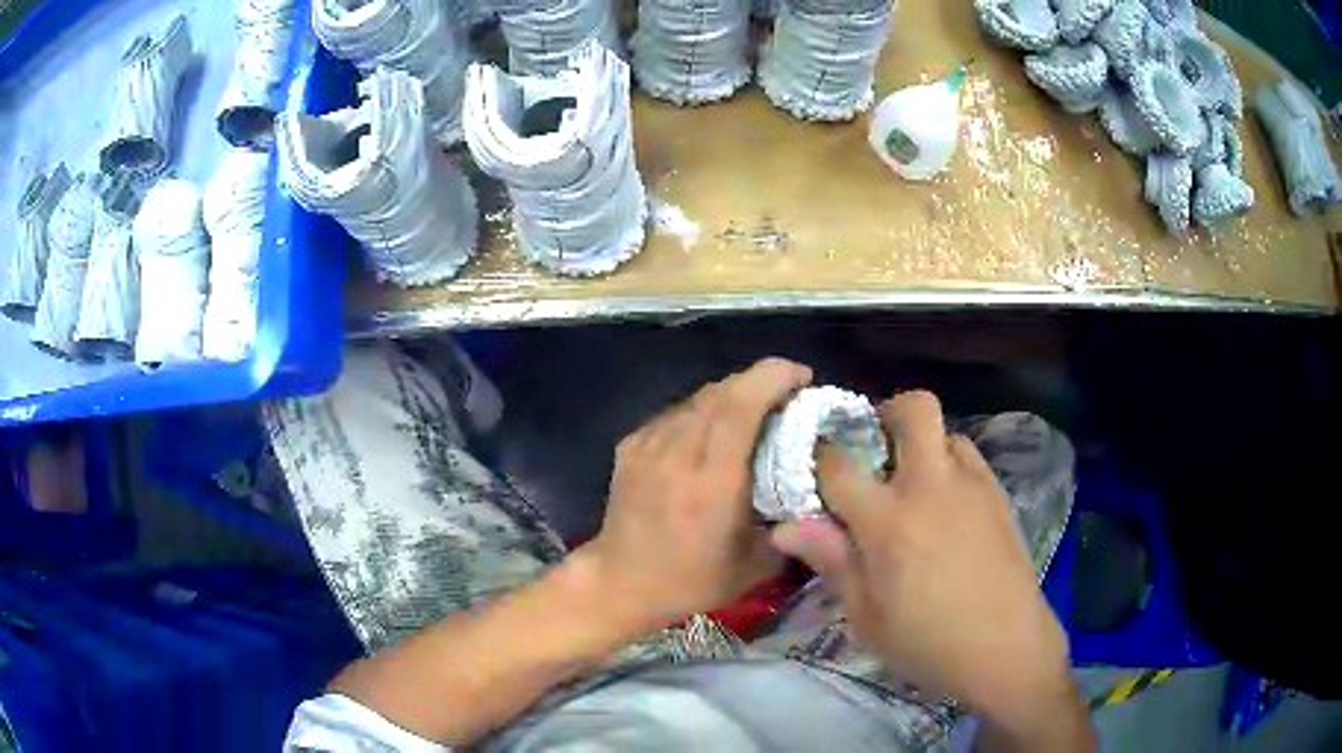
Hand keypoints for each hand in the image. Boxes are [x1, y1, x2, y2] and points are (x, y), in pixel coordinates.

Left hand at [578, 358, 812, 631]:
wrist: (620, 582)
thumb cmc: (691, 580)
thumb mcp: (755, 566)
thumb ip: (791, 526)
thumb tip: (816, 491)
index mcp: (712, 481)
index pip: (740, 406)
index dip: (773, 379)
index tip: (803, 377)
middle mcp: (677, 453)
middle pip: (722, 391)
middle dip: (761, 380)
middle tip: (788, 395)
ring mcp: (648, 445)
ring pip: (698, 397)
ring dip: (733, 395)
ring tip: (754, 412)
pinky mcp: (631, 445)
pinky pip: (676, 412)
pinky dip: (703, 412)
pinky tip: (712, 433)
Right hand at [771, 392, 1085, 745]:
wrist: (1006, 647)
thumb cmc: (926, 641)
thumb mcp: (866, 615)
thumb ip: (832, 560)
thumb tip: (785, 527)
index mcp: (888, 520)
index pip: (839, 463)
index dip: (819, 459)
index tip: (814, 472)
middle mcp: (932, 485)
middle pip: (913, 409)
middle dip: (886, 414)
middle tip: (874, 452)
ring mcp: (973, 485)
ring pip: (945, 430)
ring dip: (922, 444)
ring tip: (913, 486)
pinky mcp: (999, 494)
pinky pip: (969, 458)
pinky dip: (949, 466)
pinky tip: (946, 508)